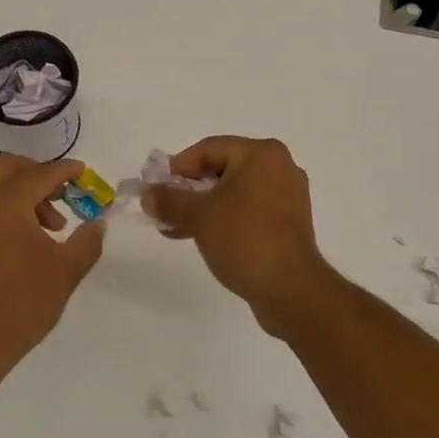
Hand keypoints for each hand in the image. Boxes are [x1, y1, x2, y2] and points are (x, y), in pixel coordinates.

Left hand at [0, 155, 106, 372]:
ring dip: (24, 192)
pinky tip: (31, 238)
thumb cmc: (21, 303)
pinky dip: (8, 205)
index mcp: (4, 203)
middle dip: (39, 174)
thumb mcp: (65, 271)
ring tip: (53, 226)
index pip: (40, 174)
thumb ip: (87, 241)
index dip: (66, 171)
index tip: (84, 172)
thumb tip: (97, 223)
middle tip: (64, 194)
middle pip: (9, 167)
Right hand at [144, 137, 337, 336]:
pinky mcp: (288, 223)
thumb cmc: (244, 238)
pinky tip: (201, 237)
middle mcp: (279, 167)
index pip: (208, 149)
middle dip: (188, 190)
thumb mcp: (198, 215)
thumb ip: (169, 200)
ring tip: (175, 228)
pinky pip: (248, 210)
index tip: (156, 188)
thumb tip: (148, 195)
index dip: (177, 167)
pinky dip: (224, 218)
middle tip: (163, 208)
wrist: (290, 289)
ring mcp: (287, 196)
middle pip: (222, 169)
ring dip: (202, 207)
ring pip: (233, 192)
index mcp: (261, 154)